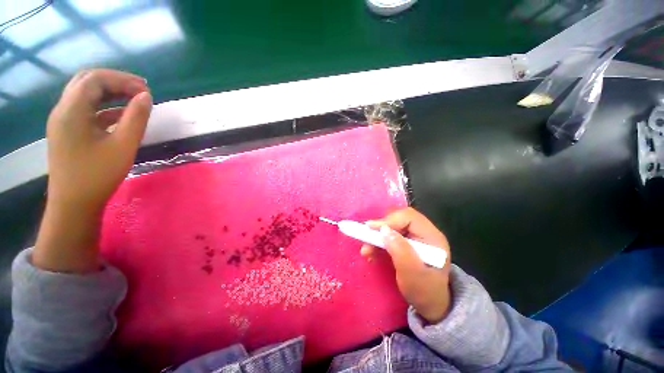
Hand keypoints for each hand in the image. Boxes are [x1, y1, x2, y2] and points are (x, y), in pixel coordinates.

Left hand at [47, 69, 151, 211]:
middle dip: (115, 82)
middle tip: (139, 91)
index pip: (95, 79)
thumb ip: (136, 118)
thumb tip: (146, 96)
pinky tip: (120, 116)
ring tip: (133, 100)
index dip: (122, 79)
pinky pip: (85, 110)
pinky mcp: (67, 131)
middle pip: (87, 82)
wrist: (74, 204)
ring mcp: (63, 121)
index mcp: (71, 111)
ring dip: (109, 93)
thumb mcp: (123, 145)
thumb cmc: (98, 175)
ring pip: (85, 95)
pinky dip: (104, 107)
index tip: (146, 90)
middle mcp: (63, 110)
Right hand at [361, 207, 451, 323]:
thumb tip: (384, 230)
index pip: (409, 217)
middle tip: (367, 238)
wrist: (429, 305)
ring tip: (367, 250)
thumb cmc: (424, 292)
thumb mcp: (412, 275)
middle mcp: (424, 232)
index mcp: (432, 237)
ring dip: (377, 236)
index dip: (389, 220)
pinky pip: (390, 235)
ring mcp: (416, 236)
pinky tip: (371, 251)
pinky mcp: (407, 242)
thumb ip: (400, 251)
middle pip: (399, 219)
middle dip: (381, 228)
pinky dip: (379, 241)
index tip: (371, 229)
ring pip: (393, 226)